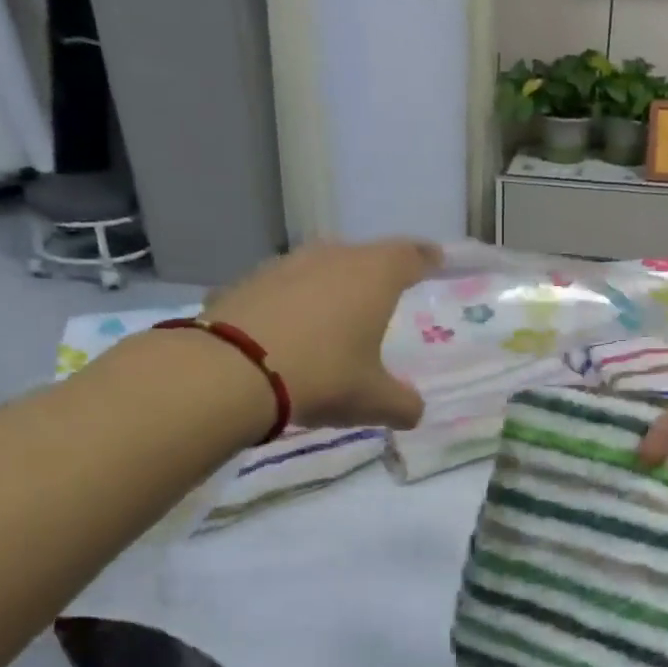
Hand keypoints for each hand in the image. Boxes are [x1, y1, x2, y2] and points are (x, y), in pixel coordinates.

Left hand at [204, 239, 441, 428]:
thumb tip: (413, 411)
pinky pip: (283, 287)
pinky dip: (294, 302)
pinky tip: (290, 329)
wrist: (230, 372)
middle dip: (377, 271)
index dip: (427, 257)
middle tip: (385, 292)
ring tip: (336, 312)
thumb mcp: (373, 400)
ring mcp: (285, 265)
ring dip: (332, 285)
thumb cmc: (323, 376)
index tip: (437, 258)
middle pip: (363, 255)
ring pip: (320, 267)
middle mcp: (331, 258)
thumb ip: (402, 404)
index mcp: (373, 276)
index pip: (410, 255)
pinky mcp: (246, 282)